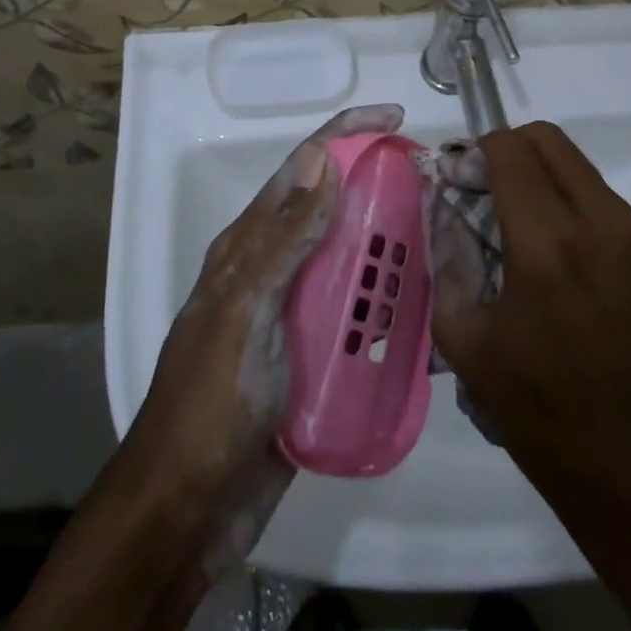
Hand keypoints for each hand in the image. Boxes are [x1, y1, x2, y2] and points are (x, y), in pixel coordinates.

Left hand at [126, 104, 405, 566]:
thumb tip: (321, 160)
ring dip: (389, 246)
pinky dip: (390, 304)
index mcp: (248, 246)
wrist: (188, 510)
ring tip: (442, 241)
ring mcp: (293, 315)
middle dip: (377, 187)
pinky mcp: (313, 358)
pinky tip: (428, 310)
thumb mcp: (245, 312)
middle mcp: (272, 270)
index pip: (300, 170)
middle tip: (434, 185)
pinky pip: (357, 316)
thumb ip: (284, 240)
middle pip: (330, 210)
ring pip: (348, 262)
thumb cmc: (211, 403)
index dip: (344, 134)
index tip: (395, 120)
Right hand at [429, 121, 630, 630]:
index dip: (471, 150)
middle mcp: (598, 221)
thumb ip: (449, 266)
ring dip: (535, 174)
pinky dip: (561, 199)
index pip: (507, 148)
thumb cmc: (548, 420)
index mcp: (547, 242)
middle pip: (546, 140)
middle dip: (504, 150)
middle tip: (476, 191)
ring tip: (505, 223)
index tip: (451, 178)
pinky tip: (541, 252)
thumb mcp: (469, 346)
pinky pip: (594, 197)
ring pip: (573, 165)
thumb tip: (445, 220)